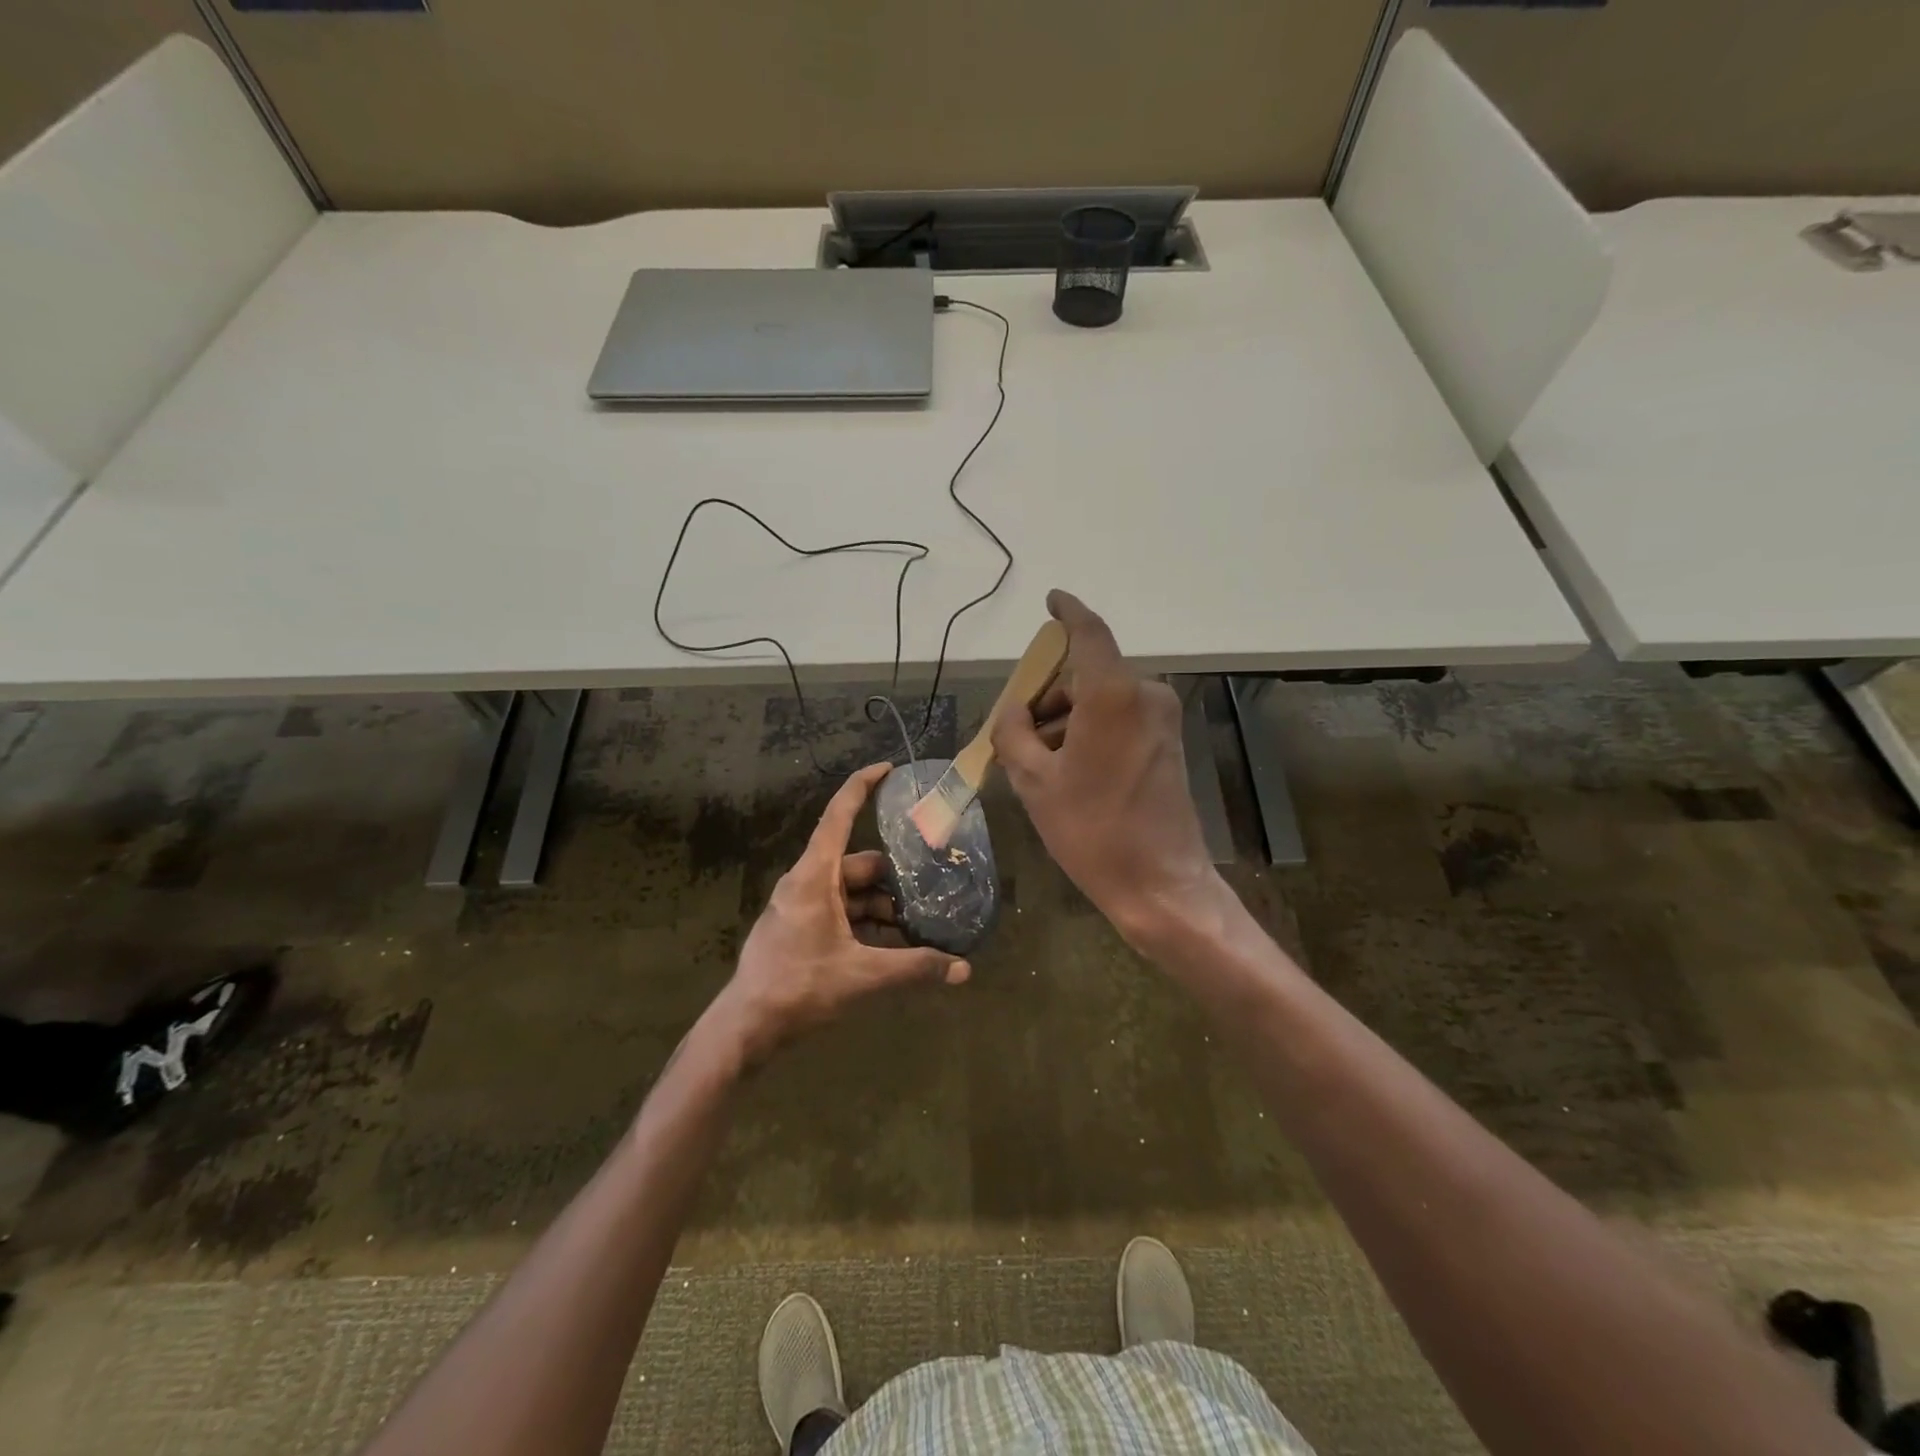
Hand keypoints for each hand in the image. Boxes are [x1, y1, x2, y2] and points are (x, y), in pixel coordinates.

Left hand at [710, 763, 969, 1064]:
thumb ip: (914, 968)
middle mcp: (806, 883)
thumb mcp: (863, 976)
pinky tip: (890, 948)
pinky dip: (864, 923)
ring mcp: (799, 906)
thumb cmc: (799, 988)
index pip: (838, 816)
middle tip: (929, 893)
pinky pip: (838, 912)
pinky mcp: (798, 928)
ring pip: (849, 892)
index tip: (889, 768)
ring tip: (916, 929)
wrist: (745, 1028)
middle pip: (856, 864)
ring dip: (881, 907)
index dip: (862, 787)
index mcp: (814, 877)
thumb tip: (963, 970)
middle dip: (893, 879)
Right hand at [992, 590, 1217, 944]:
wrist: (1160, 883)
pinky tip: (1066, 769)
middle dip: (1048, 696)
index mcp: (1113, 695)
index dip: (1068, 612)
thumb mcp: (1035, 782)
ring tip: (1035, 762)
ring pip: (1102, 700)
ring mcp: (1162, 719)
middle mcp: (1145, 695)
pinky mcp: (1169, 742)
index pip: (1089, 633)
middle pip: (1087, 675)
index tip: (1052, 601)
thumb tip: (1012, 712)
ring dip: (1067, 719)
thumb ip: (1013, 734)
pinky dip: (1090, 731)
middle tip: (1015, 731)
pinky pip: (1121, 719)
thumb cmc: (1092, 830)